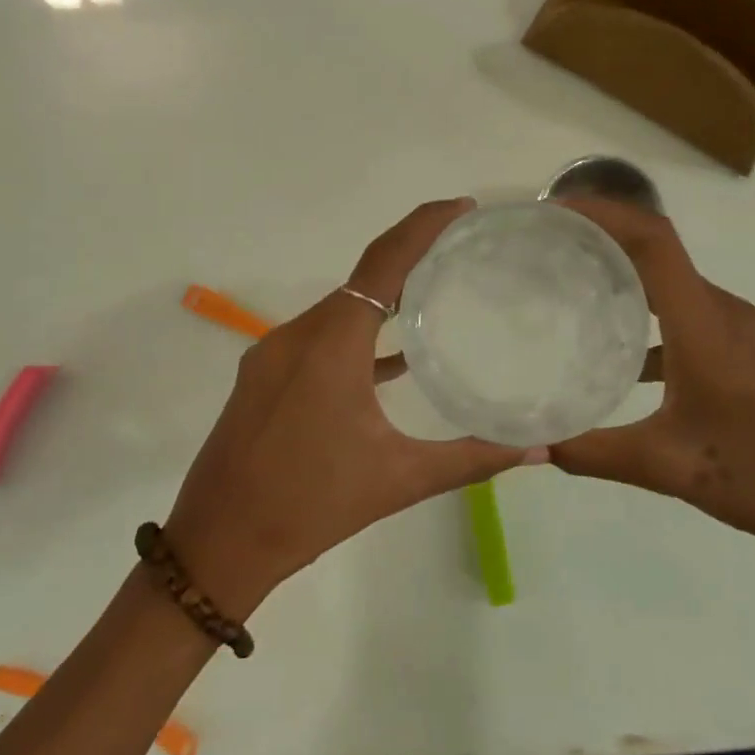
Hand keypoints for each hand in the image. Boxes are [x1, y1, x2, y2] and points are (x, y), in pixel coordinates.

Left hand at [163, 199, 545, 615]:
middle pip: (362, 278)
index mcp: (330, 345)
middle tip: (464, 249)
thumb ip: (472, 458)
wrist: (217, 545)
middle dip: (412, 257)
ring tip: (437, 293)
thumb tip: (538, 448)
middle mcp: (297, 336)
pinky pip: (320, 338)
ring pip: (339, 308)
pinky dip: (358, 335)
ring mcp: (273, 355)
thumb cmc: (310, 507)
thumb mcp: (399, 480)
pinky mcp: (263, 377)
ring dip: (384, 297)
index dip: (423, 227)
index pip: (383, 263)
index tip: (463, 209)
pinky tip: (394, 359)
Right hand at [550, 199, 754, 599]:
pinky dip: (649, 318)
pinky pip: (689, 314)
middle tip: (549, 249)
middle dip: (604, 239)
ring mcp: (739, 330)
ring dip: (626, 276)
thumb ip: (591, 453)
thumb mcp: (664, 465)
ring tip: (572, 290)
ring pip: (673, 284)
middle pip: (659, 252)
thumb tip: (530, 449)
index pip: (653, 241)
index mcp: (704, 324)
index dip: (605, 213)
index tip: (558, 211)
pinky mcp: (746, 351)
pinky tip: (619, 356)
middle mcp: (723, 312)